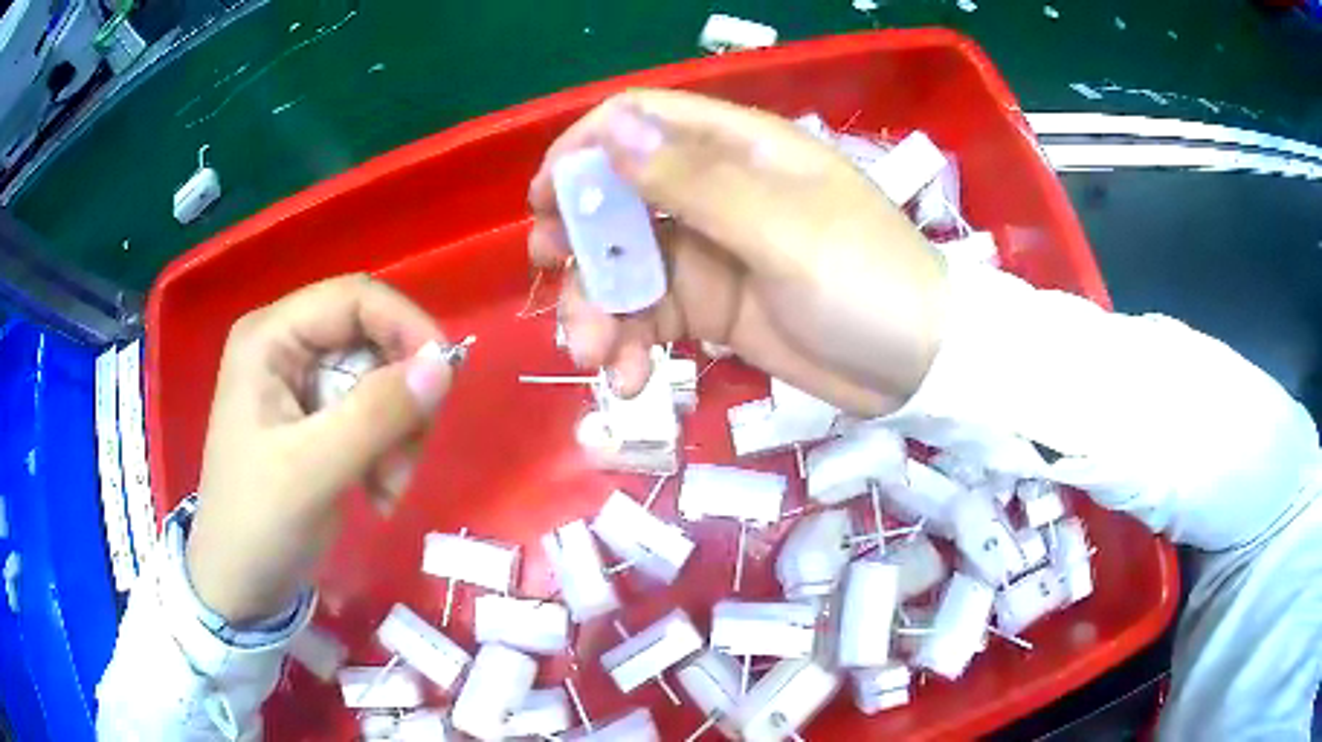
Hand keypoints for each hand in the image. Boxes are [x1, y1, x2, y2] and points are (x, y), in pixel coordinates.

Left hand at [186, 275, 451, 624]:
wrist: (240, 586)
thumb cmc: (258, 524)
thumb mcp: (313, 471)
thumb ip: (376, 414)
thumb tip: (445, 363)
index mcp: (270, 338)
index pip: (354, 298)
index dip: (405, 326)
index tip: (446, 377)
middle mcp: (287, 347)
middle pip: (373, 340)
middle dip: (401, 399)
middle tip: (408, 457)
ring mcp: (303, 383)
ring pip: (383, 381)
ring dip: (399, 435)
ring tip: (388, 490)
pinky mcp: (319, 418)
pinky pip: (376, 415)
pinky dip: (390, 452)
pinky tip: (379, 495)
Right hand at [528, 90, 947, 416]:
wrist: (919, 367)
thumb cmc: (868, 284)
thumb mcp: (785, 231)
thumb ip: (696, 182)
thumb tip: (613, 130)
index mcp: (740, 151)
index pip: (642, 122)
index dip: (584, 151)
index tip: (543, 199)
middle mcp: (718, 193)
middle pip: (621, 197)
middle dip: (579, 237)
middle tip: (549, 274)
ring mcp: (714, 254)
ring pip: (628, 266)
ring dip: (601, 309)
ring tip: (598, 358)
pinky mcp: (715, 308)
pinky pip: (652, 317)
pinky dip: (633, 345)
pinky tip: (633, 380)